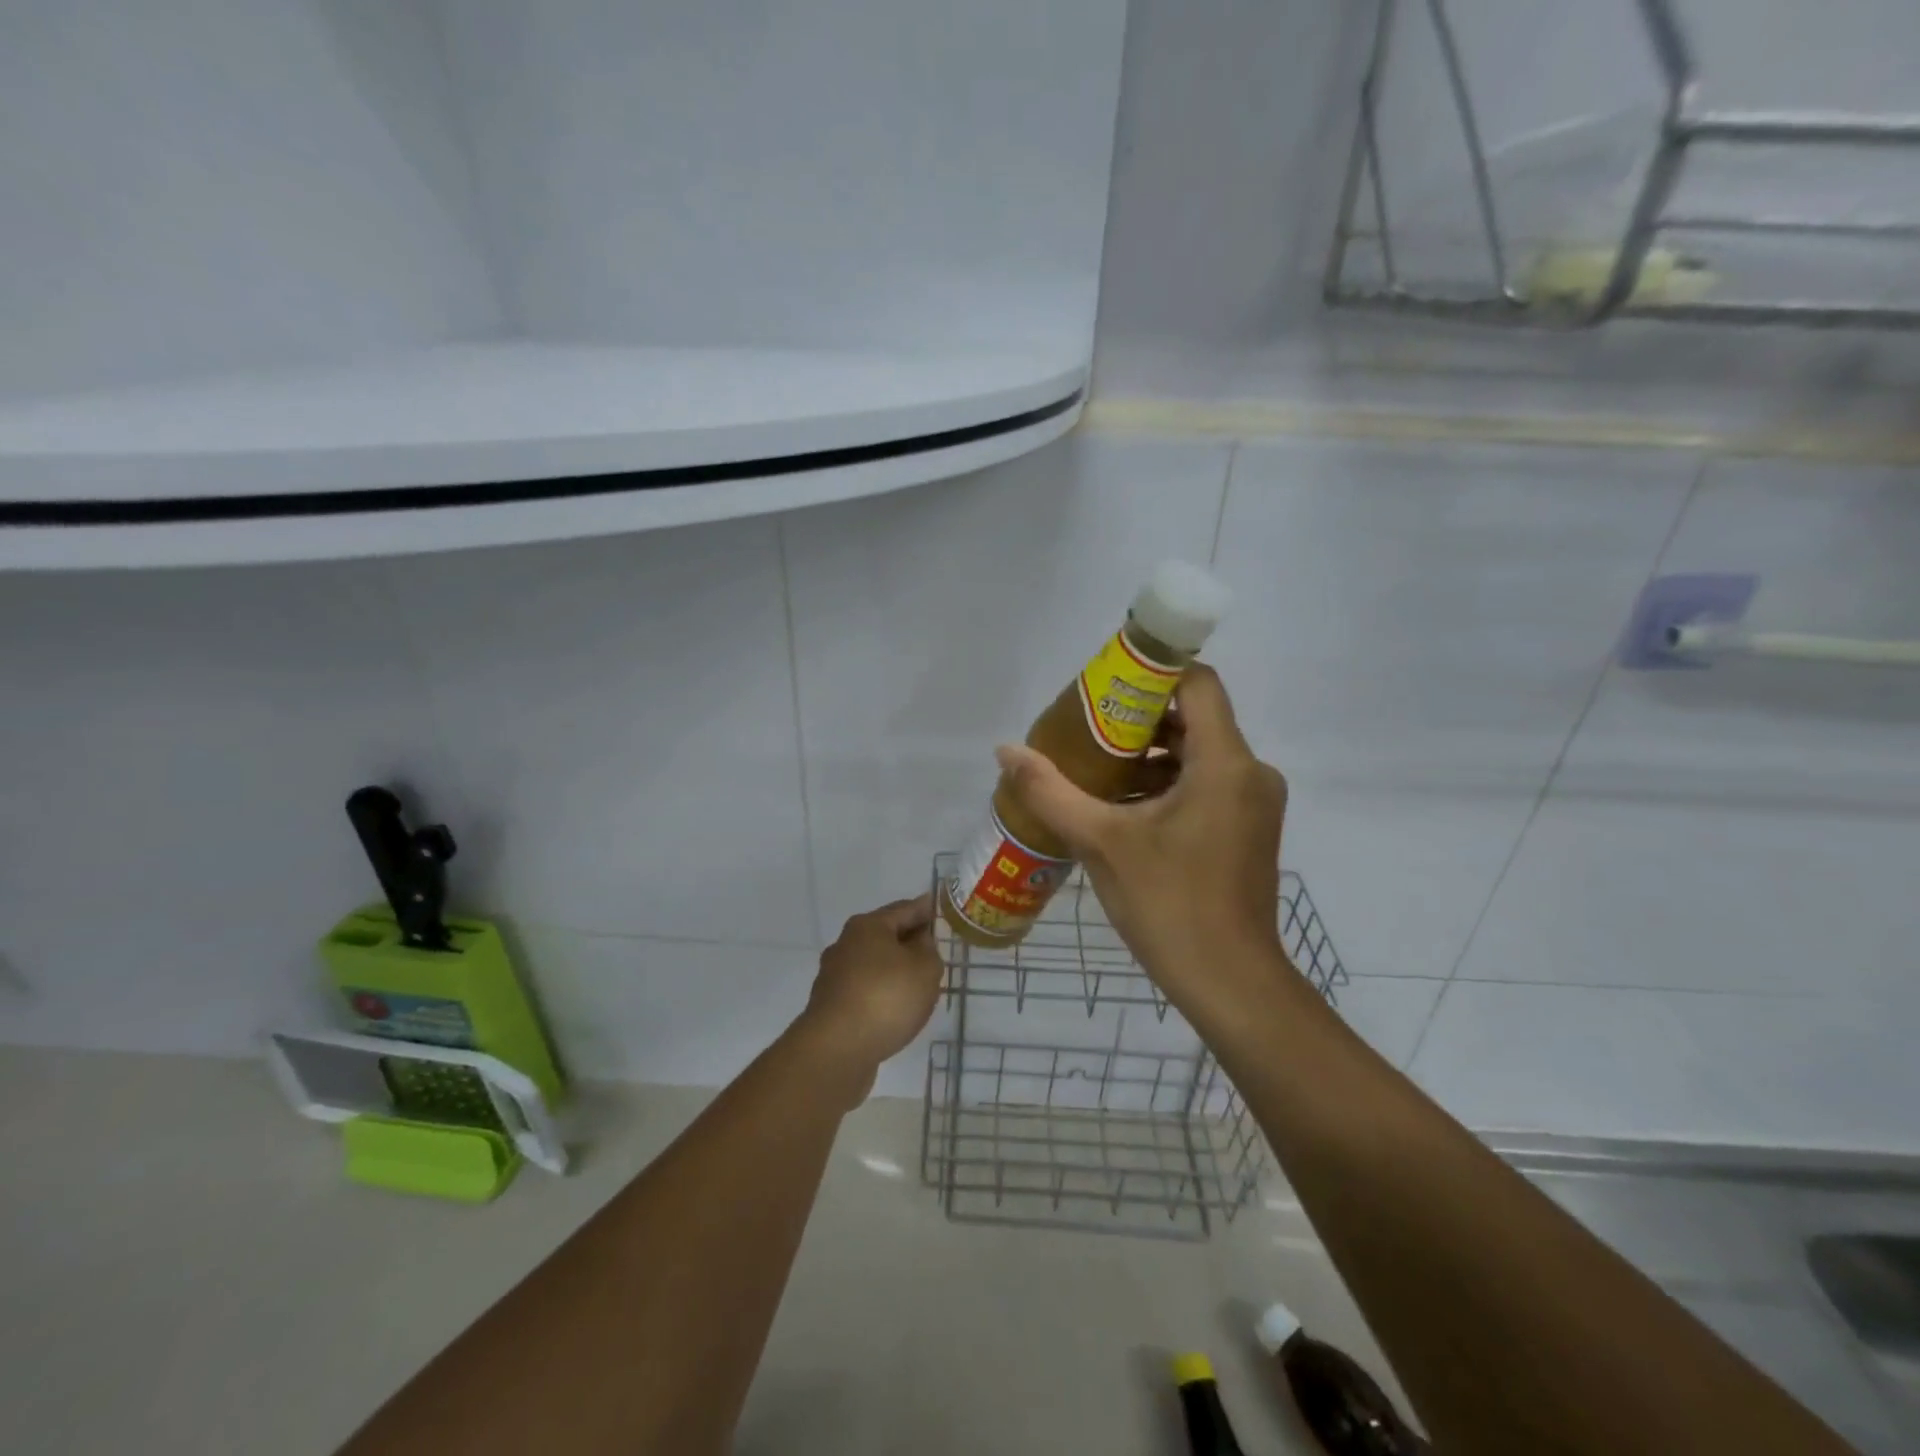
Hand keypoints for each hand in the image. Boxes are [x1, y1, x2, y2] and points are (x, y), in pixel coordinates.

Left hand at [792, 894, 943, 1104]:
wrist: (836, 1049)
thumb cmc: (886, 998)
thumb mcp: (925, 968)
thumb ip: (928, 950)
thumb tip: (917, 942)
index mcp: (868, 926)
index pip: (904, 909)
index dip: (925, 909)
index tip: (938, 908)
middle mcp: (846, 944)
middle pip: (884, 935)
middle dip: (908, 940)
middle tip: (933, 949)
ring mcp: (834, 976)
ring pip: (873, 964)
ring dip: (893, 970)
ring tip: (917, 983)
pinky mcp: (830, 1006)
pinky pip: (864, 990)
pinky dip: (881, 993)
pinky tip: (894, 1009)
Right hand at [994, 664, 1287, 1001]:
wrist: (1230, 983)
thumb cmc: (1169, 904)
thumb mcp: (1100, 843)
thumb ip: (1050, 791)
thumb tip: (1005, 750)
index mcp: (1225, 763)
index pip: (1197, 683)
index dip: (1151, 674)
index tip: (1104, 689)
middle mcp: (1250, 772)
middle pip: (1195, 718)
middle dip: (1138, 719)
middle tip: (1085, 730)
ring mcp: (1253, 803)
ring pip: (1199, 753)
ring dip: (1150, 755)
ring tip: (1094, 770)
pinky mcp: (1248, 829)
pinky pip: (1207, 784)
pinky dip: (1167, 783)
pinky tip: (1122, 808)